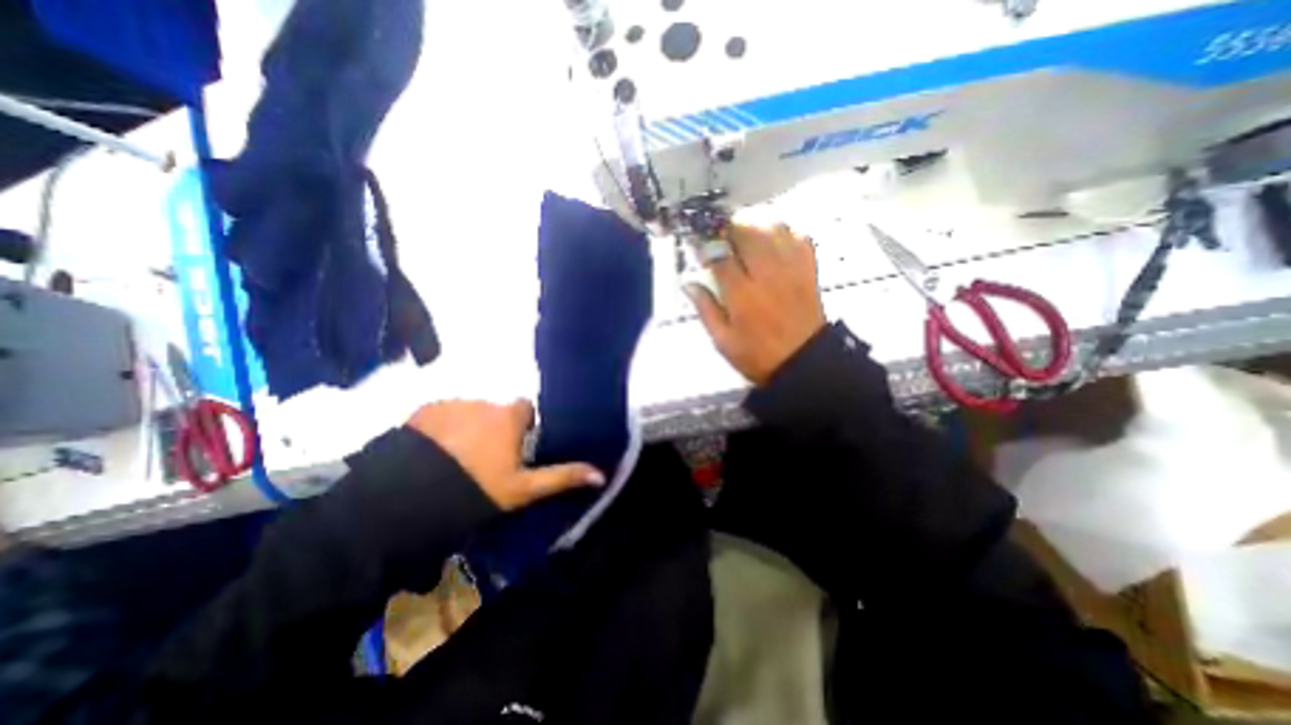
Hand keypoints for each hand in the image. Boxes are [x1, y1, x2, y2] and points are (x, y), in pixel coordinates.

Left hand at [407, 399, 605, 513]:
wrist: (411, 497)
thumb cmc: (477, 489)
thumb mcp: (523, 488)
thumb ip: (562, 476)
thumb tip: (601, 473)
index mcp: (510, 417)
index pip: (525, 408)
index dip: (523, 425)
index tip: (517, 446)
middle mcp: (485, 402)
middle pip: (496, 411)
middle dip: (494, 427)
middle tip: (485, 459)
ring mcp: (452, 404)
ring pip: (469, 413)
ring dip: (468, 428)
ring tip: (455, 459)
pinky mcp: (423, 411)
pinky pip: (441, 415)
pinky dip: (441, 428)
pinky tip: (431, 454)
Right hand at [685, 224, 825, 388]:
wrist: (803, 363)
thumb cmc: (757, 356)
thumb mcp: (723, 341)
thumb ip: (706, 310)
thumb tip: (689, 284)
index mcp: (741, 294)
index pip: (719, 256)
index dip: (706, 245)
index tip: (699, 244)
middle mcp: (766, 275)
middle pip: (747, 234)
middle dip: (729, 229)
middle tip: (720, 237)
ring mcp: (790, 270)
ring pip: (773, 230)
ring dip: (755, 228)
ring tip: (745, 238)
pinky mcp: (808, 271)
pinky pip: (798, 239)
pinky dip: (784, 234)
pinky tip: (774, 243)